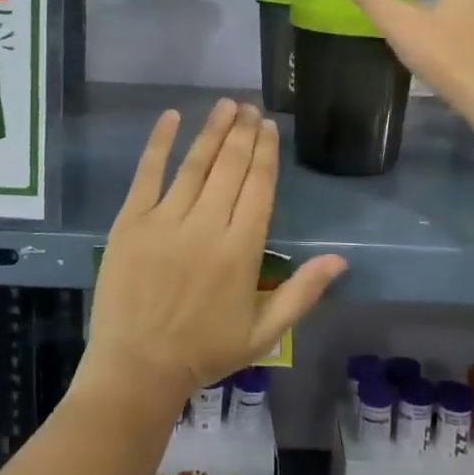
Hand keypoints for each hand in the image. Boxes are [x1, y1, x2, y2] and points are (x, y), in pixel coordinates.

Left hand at [77, 100, 345, 410]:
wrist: (137, 369)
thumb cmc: (204, 352)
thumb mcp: (263, 333)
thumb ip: (302, 293)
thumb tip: (341, 260)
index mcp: (241, 250)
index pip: (259, 188)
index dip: (265, 153)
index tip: (268, 127)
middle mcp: (207, 227)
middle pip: (231, 168)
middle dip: (243, 133)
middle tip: (250, 108)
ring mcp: (166, 221)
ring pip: (195, 165)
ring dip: (212, 130)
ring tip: (225, 105)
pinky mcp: (132, 222)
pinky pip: (147, 174)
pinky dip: (159, 143)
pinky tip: (171, 116)